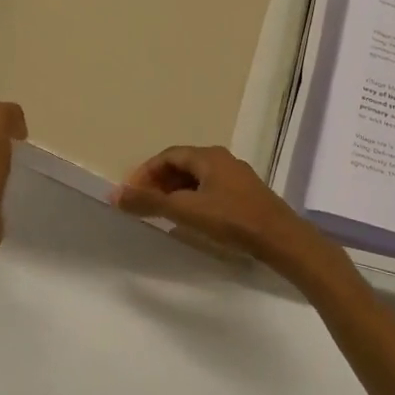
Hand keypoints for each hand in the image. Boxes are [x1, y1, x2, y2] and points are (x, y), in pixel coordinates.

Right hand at [113, 145, 324, 271]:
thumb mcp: (185, 211)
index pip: (167, 156)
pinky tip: (191, 220)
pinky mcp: (246, 194)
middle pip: (182, 164)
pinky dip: (193, 199)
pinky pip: (211, 189)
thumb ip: (149, 202)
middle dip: (160, 182)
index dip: (146, 172)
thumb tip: (114, 194)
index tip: (132, 193)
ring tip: (163, 213)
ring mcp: (237, 176)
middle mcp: (222, 159)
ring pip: (198, 178)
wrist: (280, 238)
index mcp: (207, 156)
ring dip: (176, 191)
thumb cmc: (231, 219)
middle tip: (145, 203)